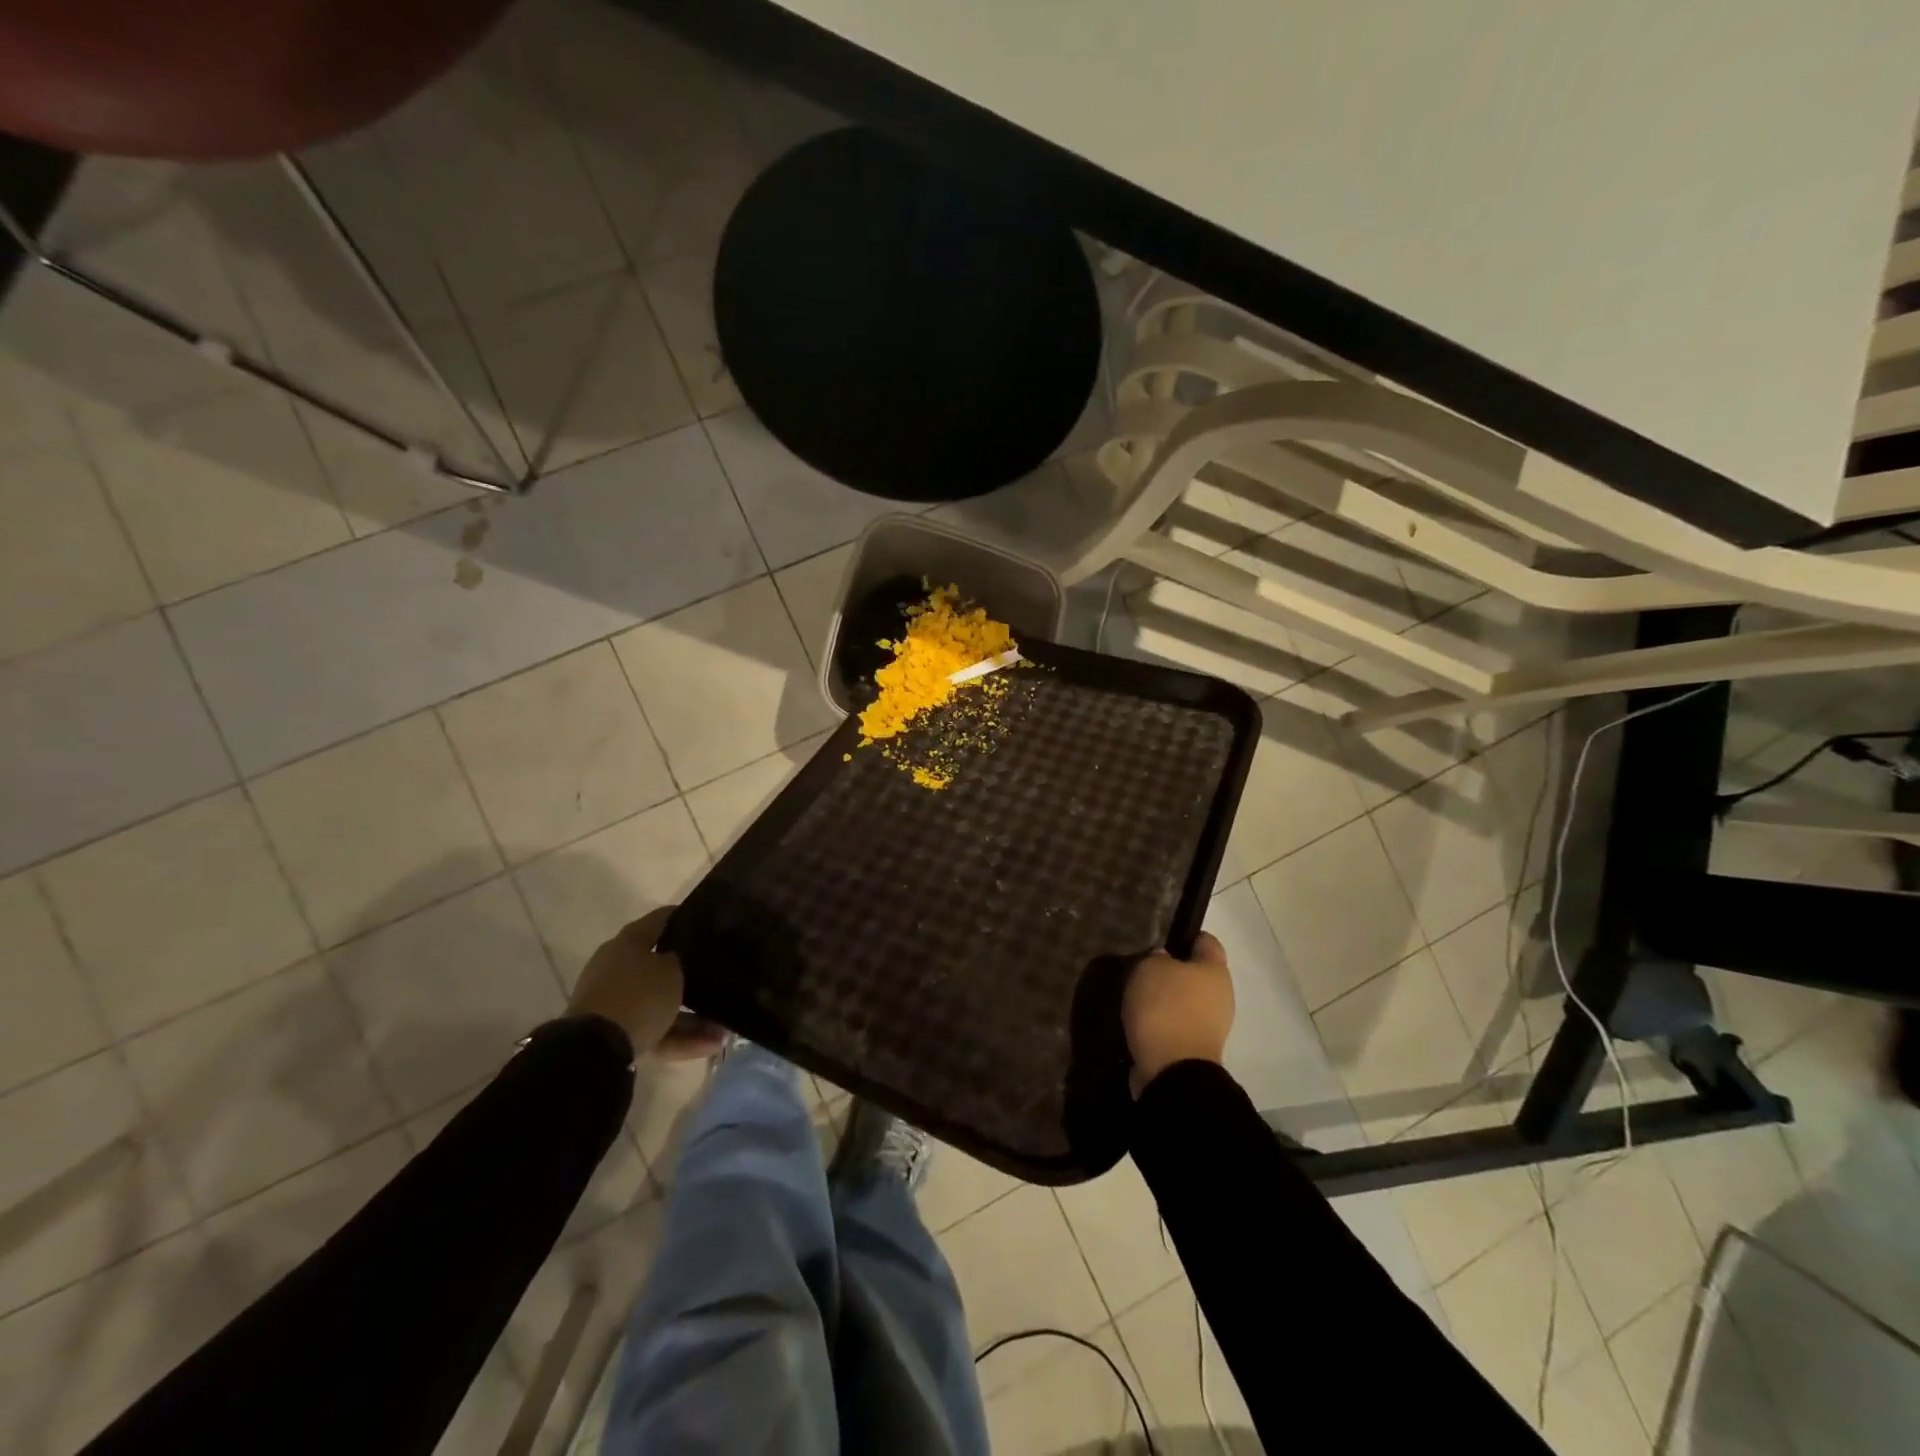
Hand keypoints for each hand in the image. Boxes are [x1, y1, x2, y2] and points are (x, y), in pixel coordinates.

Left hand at [568, 906, 727, 1059]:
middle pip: (658, 965)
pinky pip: (655, 1030)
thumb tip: (678, 960)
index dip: (683, 915)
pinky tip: (710, 1044)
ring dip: (690, 1014)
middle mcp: (616, 967)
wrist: (596, 1048)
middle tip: (717, 976)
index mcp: (628, 942)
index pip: (660, 919)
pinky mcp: (614, 1033)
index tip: (708, 918)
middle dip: (688, 974)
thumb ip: (680, 960)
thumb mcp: (671, 970)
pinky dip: (679, 1036)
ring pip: (659, 1003)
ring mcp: (613, 1002)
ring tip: (722, 1026)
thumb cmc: (639, 996)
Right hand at [1122, 932, 1233, 1095]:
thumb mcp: (1150, 968)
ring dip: (1166, 998)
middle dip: (1173, 970)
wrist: (1173, 1071)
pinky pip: (1178, 1024)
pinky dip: (1163, 1021)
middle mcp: (1222, 996)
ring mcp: (1212, 1025)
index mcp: (1216, 970)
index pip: (1206, 941)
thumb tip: (1164, 961)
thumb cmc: (1166, 1008)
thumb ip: (1157, 958)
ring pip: (1187, 1000)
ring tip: (1138, 997)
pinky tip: (1142, 1020)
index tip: (1161, 939)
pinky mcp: (1197, 1048)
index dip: (1185, 936)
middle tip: (1143, 969)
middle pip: (1197, 973)